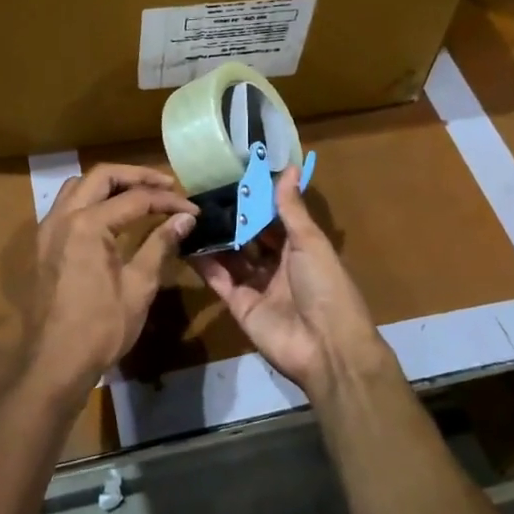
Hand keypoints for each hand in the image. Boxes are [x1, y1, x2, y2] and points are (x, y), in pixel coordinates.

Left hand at [30, 164, 196, 395]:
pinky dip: (91, 199)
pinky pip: (67, 205)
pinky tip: (111, 215)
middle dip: (136, 176)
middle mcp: (63, 217)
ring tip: (140, 194)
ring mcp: (48, 229)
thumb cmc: (101, 328)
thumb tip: (186, 218)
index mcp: (88, 225)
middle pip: (101, 176)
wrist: (55, 362)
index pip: (135, 198)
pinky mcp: (44, 244)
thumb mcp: (139, 286)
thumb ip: (160, 244)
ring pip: (79, 185)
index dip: (168, 201)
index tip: (192, 209)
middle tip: (166, 185)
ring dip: (110, 184)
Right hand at [194, 167, 391, 398]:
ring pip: (232, 257)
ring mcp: (257, 287)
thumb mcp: (310, 242)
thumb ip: (291, 208)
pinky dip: (204, 264)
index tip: (231, 177)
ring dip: (215, 238)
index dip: (256, 200)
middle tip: (203, 193)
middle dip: (231, 219)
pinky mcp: (239, 306)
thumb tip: (287, 167)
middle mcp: (278, 266)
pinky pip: (219, 280)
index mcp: (300, 249)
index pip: (273, 219)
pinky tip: (187, 243)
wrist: (326, 347)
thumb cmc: (325, 286)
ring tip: (191, 213)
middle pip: (250, 238)